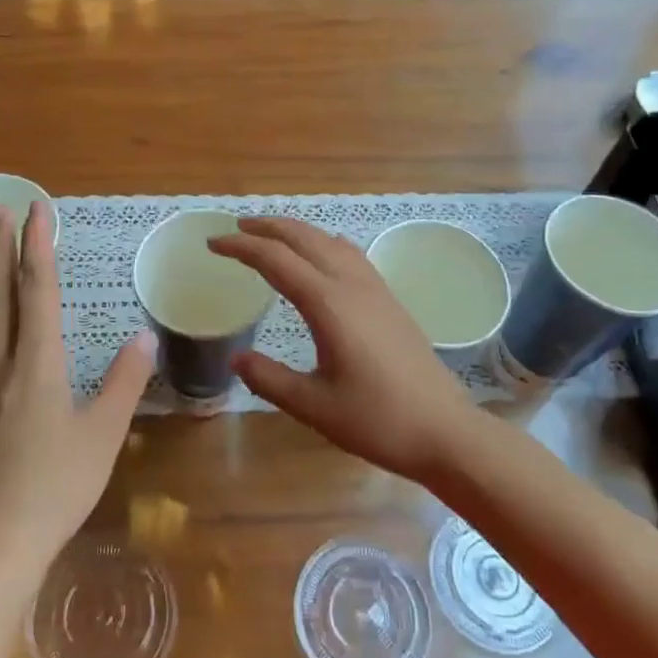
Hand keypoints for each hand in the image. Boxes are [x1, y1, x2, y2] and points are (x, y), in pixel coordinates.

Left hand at [0, 200, 156, 572]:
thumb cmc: (55, 487)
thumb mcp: (103, 433)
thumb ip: (124, 382)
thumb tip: (145, 337)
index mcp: (39, 362)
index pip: (38, 289)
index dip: (38, 246)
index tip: (37, 209)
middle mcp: (2, 364)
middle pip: (0, 294)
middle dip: (1, 249)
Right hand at [207, 217, 481, 482]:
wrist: (445, 430)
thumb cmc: (377, 420)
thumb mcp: (313, 406)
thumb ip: (269, 379)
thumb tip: (236, 358)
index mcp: (328, 304)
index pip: (276, 260)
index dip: (241, 247)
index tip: (213, 244)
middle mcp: (352, 285)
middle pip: (304, 238)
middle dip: (267, 227)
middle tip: (235, 228)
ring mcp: (375, 290)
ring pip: (330, 241)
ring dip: (296, 232)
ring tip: (271, 236)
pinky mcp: (389, 300)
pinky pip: (350, 255)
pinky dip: (323, 243)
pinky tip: (321, 257)